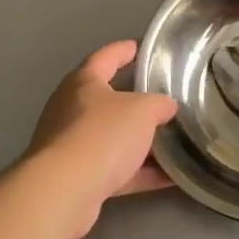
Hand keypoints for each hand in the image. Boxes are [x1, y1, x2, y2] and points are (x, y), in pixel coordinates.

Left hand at [27, 41, 178, 238]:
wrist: (64, 191)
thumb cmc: (102, 134)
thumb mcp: (143, 110)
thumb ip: (159, 104)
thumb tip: (166, 107)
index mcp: (83, 83)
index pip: (106, 57)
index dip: (125, 50)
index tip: (143, 47)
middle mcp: (71, 110)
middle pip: (107, 100)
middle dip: (135, 102)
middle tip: (163, 99)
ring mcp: (71, 146)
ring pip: (112, 138)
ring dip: (140, 142)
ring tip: (173, 142)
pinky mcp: (77, 179)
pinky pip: (115, 170)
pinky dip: (140, 173)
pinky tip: (170, 178)